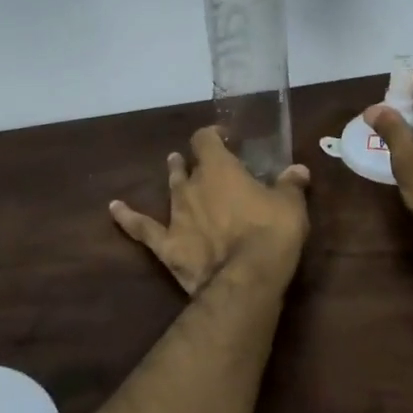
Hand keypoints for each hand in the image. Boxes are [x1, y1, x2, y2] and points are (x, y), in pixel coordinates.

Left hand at [109, 127, 310, 295]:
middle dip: (195, 162)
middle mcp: (192, 186)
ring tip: (172, 165)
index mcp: (220, 169)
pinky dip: (127, 218)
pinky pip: (142, 229)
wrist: (246, 277)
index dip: (213, 135)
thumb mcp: (291, 205)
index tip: (225, 138)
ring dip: (173, 178)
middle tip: (202, 161)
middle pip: (189, 165)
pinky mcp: (167, 244)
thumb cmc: (271, 232)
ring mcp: (176, 215)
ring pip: (171, 189)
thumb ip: (290, 184)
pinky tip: (114, 208)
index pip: (207, 139)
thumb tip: (298, 169)